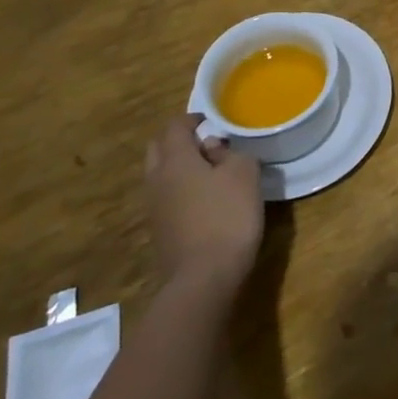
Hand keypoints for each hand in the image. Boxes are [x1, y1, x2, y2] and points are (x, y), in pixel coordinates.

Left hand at [144, 119, 263, 293]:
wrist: (202, 280)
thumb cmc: (226, 217)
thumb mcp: (244, 175)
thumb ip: (232, 153)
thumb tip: (215, 149)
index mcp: (175, 160)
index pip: (174, 127)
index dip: (192, 118)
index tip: (211, 119)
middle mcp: (157, 180)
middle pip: (159, 149)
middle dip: (178, 140)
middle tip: (206, 142)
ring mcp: (154, 209)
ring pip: (160, 175)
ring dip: (179, 166)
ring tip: (210, 171)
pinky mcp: (159, 232)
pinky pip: (166, 197)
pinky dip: (180, 189)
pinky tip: (205, 200)